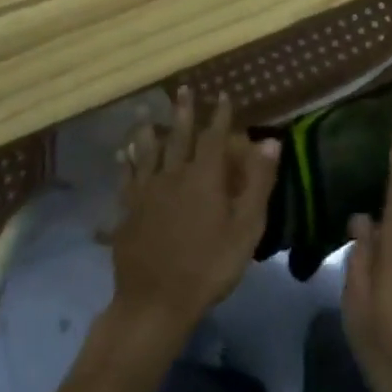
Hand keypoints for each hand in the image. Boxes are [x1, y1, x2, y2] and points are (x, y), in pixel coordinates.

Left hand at [108, 87, 279, 347]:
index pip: (214, 136)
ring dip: (146, 129)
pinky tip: (121, 155)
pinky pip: (126, 178)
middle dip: (183, 111)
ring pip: (146, 151)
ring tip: (142, 110)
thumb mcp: (245, 228)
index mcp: (204, 176)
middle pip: (178, 136)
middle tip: (182, 89)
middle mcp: (173, 174)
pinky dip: (125, 163)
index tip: (223, 94)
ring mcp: (146, 192)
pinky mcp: (128, 211)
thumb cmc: (209, 266)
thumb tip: (270, 141)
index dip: (219, 115)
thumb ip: (258, 182)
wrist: (155, 302)